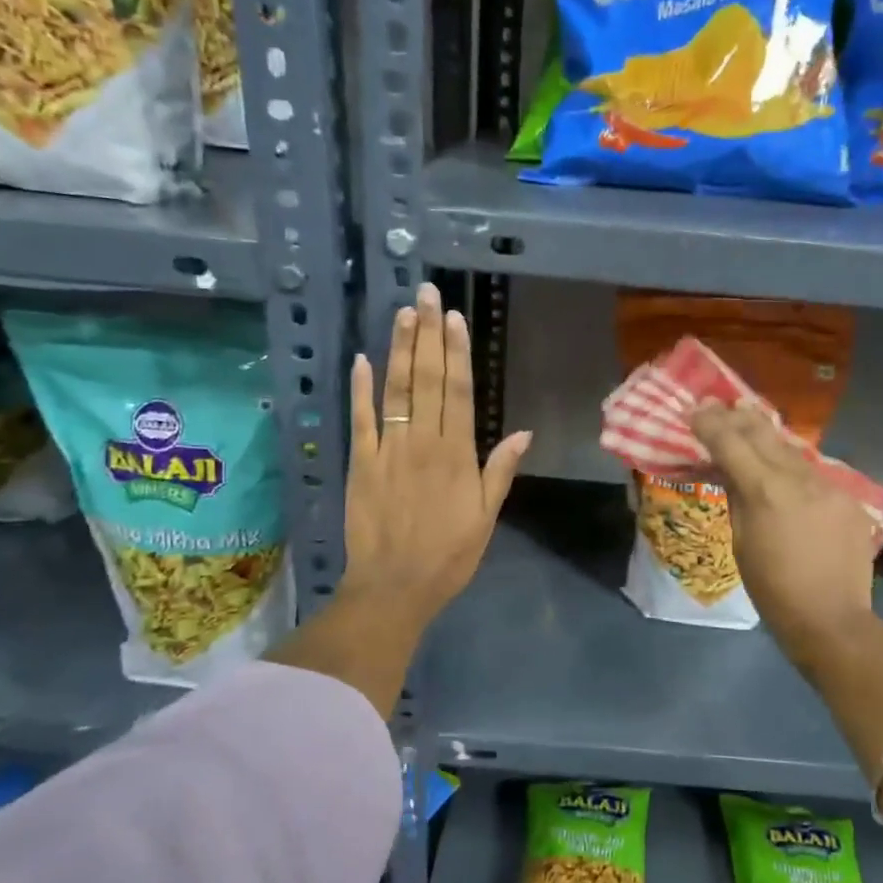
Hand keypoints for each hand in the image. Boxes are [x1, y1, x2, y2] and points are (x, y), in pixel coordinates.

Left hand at [342, 283, 531, 631]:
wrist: (394, 588)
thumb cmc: (449, 555)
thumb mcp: (486, 517)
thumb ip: (500, 470)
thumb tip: (523, 431)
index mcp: (457, 454)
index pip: (458, 391)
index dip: (457, 352)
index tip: (455, 318)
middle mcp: (422, 442)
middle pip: (426, 379)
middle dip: (428, 334)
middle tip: (427, 294)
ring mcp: (387, 451)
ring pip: (394, 391)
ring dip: (399, 349)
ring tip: (404, 313)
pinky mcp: (358, 464)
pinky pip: (359, 421)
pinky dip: (360, 389)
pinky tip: (362, 360)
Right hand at [691, 400, 876, 665]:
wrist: (832, 619)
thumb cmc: (773, 590)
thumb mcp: (741, 542)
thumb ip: (736, 497)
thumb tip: (729, 470)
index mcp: (766, 491)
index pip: (731, 442)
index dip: (709, 423)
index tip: (694, 411)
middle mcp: (799, 477)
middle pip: (763, 432)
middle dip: (736, 417)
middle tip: (717, 407)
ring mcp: (828, 484)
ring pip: (790, 448)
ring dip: (765, 435)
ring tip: (746, 422)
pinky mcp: (846, 497)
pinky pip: (811, 470)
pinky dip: (789, 463)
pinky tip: (780, 466)